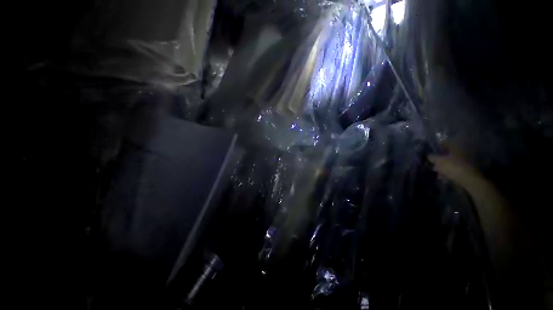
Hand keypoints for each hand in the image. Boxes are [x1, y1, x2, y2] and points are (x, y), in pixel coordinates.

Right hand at [428, 143, 482, 190]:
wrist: (468, 180)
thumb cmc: (452, 167)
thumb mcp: (438, 161)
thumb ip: (431, 157)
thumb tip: (427, 155)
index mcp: (455, 147)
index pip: (443, 143)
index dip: (435, 147)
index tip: (428, 152)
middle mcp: (460, 152)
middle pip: (446, 153)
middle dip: (438, 158)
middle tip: (431, 162)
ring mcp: (463, 161)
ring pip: (449, 161)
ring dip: (442, 165)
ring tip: (435, 171)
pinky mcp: (464, 169)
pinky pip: (453, 168)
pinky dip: (447, 171)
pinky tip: (442, 176)